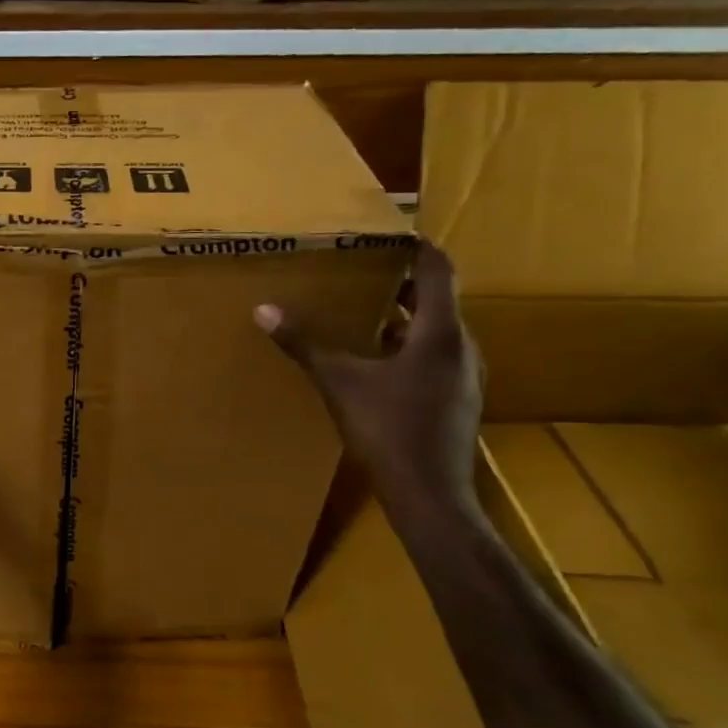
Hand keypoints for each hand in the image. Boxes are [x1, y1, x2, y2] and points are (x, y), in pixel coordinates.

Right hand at [254, 244, 481, 511]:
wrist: (429, 494)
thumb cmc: (388, 430)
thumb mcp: (339, 383)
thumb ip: (305, 345)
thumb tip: (263, 310)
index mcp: (440, 334)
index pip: (438, 272)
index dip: (418, 248)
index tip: (394, 233)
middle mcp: (462, 348)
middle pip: (439, 301)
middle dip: (404, 284)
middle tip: (367, 271)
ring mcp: (464, 377)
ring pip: (437, 333)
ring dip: (407, 318)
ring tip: (367, 313)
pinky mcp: (458, 401)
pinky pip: (436, 358)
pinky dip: (411, 347)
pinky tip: (379, 363)